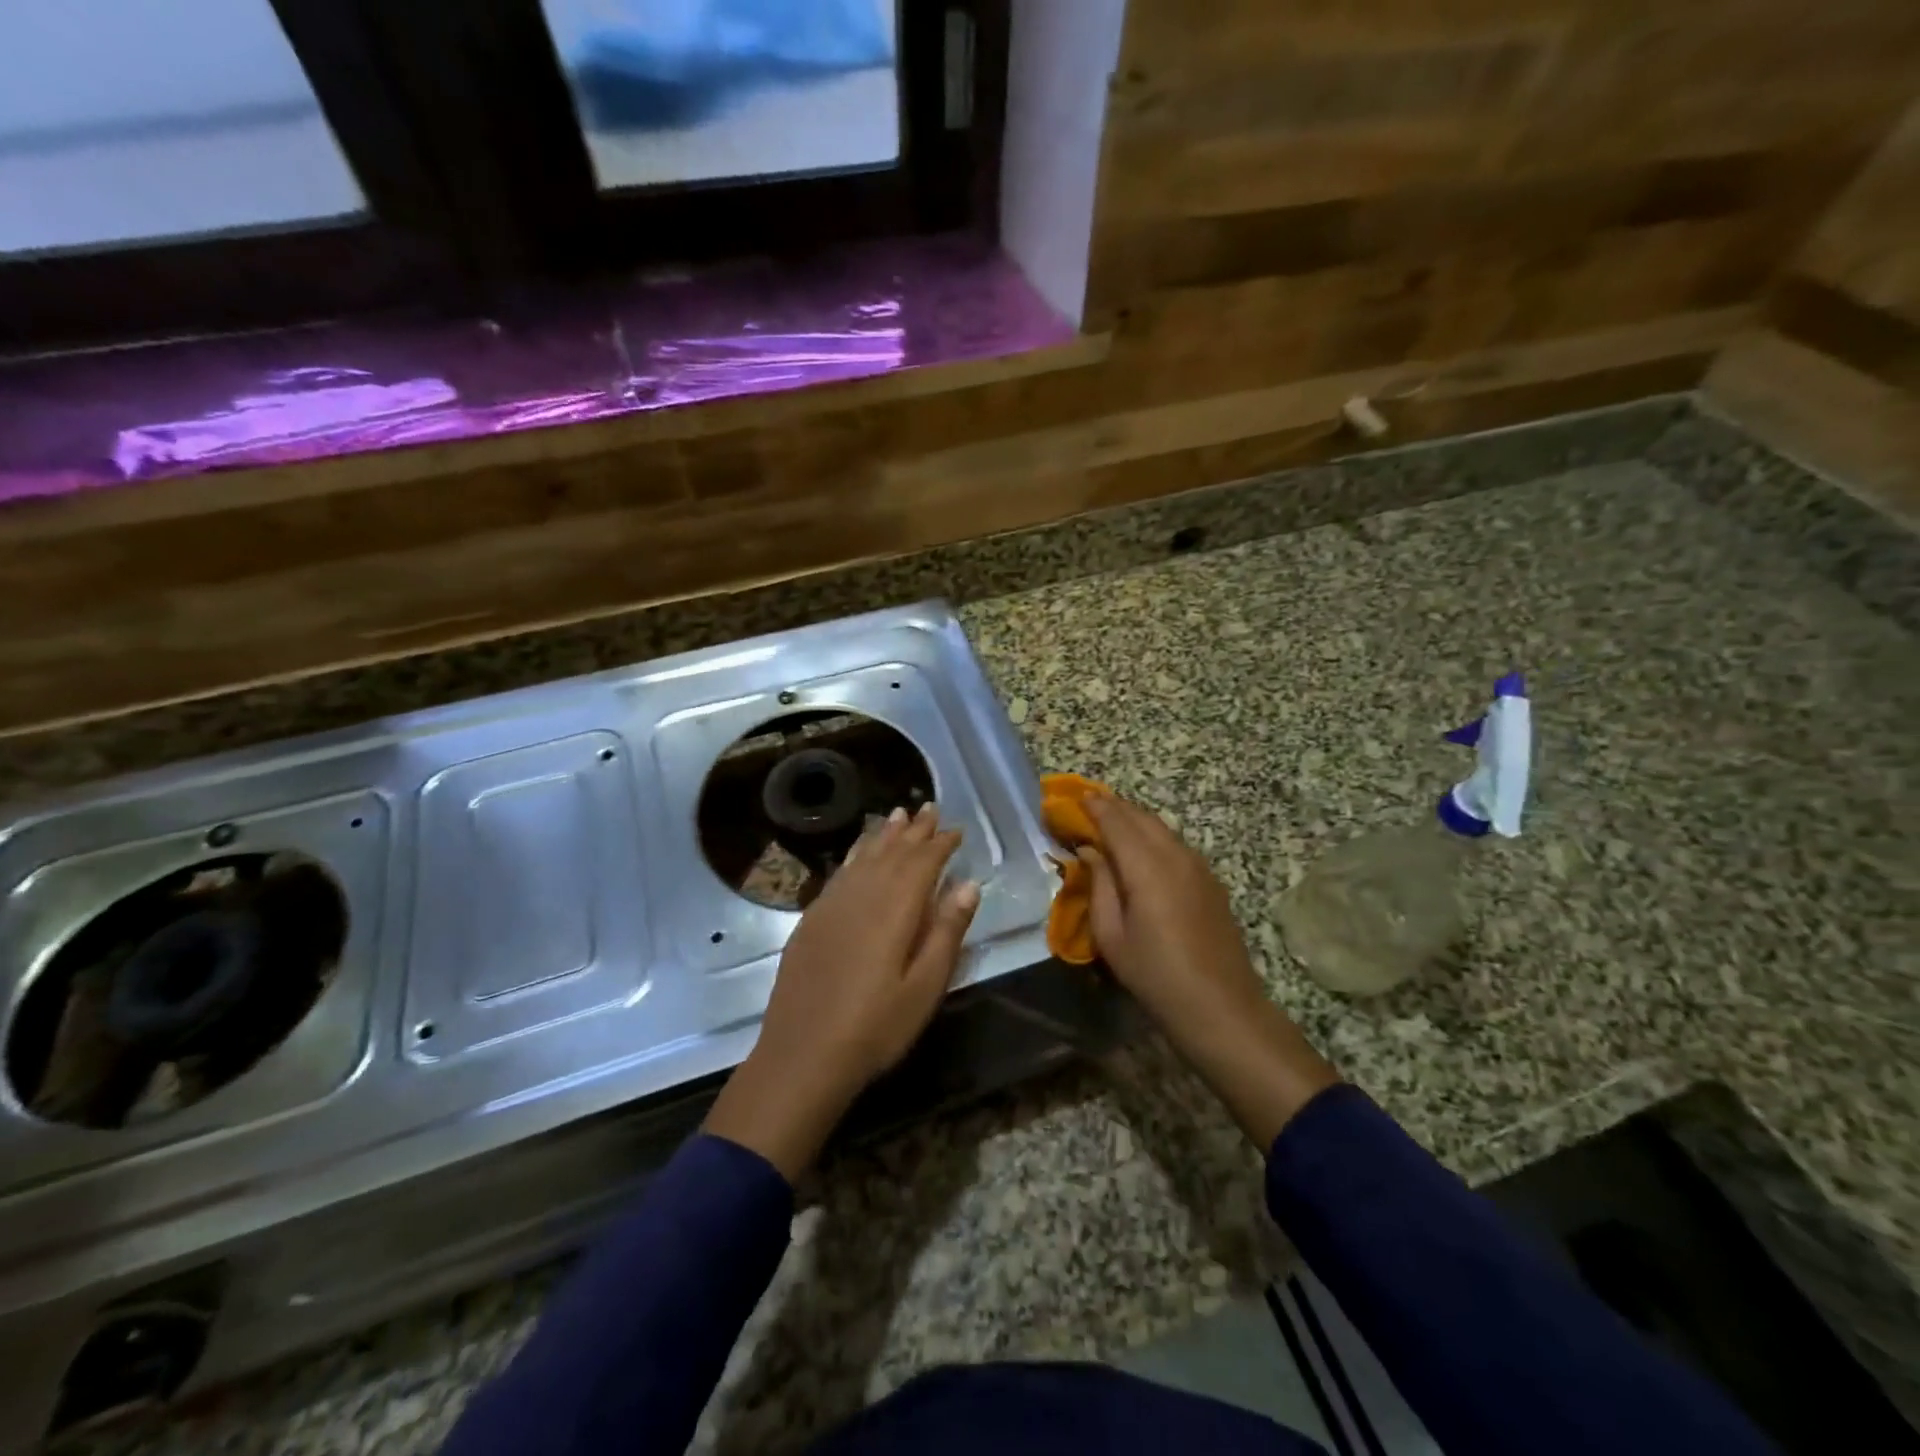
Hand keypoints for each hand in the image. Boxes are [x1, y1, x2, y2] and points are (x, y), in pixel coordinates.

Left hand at [705, 803, 979, 1180]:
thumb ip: (946, 931)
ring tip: (898, 815)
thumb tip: (968, 884)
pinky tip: (858, 853)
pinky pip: (839, 872)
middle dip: (914, 830)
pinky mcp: (811, 919)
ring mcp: (832, 904)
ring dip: (883, 834)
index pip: (923, 862)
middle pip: (892, 851)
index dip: (941, 843)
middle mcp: (863, 894)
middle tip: (929, 808)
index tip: (956, 830)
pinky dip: (854, 855)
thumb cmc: (875, 1026)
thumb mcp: (925, 986)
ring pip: (863, 856)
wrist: (802, 1054)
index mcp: (895, 908)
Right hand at [1082, 794, 1338, 1148]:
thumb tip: (1089, 850)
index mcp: (1147, 866)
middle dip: (1112, 807)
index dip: (1092, 806)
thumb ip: (1099, 884)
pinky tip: (1139, 851)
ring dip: (1133, 820)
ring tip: (1108, 824)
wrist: (1222, 1007)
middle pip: (1140, 816)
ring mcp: (1198, 866)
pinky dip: (1152, 836)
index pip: (1116, 820)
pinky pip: (1175, 844)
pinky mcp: (1210, 880)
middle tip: (1085, 807)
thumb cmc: (1155, 975)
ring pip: (1161, 828)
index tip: (1070, 798)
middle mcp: (1175, 855)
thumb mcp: (1112, 935)